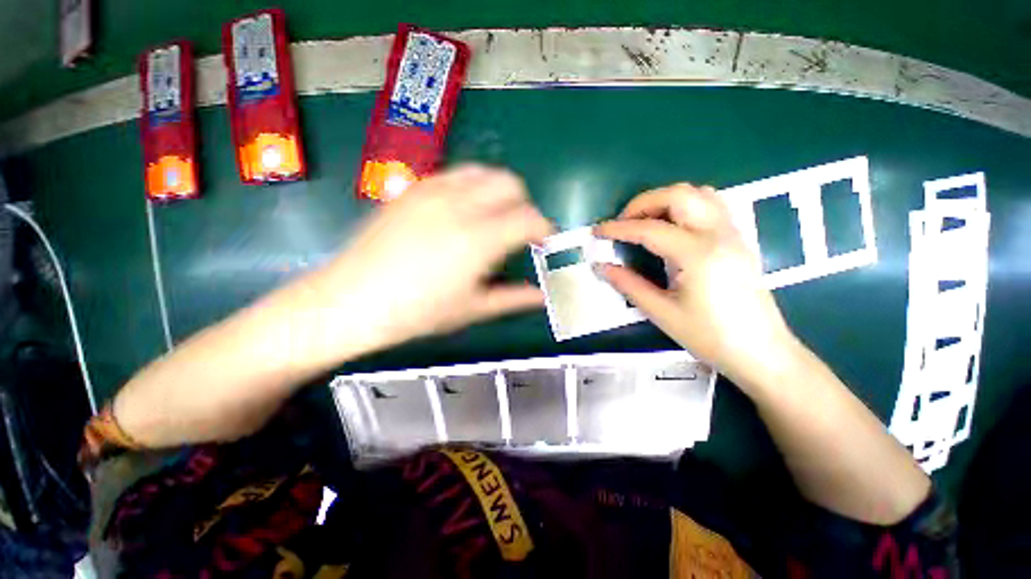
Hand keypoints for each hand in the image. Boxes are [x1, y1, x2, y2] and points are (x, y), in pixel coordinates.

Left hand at [312, 165, 553, 357]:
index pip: (530, 219)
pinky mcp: (413, 189)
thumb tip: (543, 296)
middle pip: (511, 184)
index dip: (545, 229)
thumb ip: (513, 298)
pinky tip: (463, 211)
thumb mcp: (472, 309)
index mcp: (479, 240)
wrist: (351, 300)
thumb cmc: (417, 313)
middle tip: (518, 231)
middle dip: (524, 205)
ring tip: (493, 217)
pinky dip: (471, 187)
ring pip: (484, 172)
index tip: (544, 242)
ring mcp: (433, 192)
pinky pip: (455, 174)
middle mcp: (460, 206)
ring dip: (499, 191)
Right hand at [595, 184, 796, 386]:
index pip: (649, 229)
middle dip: (643, 203)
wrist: (761, 352)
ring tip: (645, 222)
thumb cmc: (709, 336)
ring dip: (665, 200)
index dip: (618, 228)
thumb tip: (601, 267)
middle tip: (622, 223)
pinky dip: (685, 205)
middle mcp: (717, 234)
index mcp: (697, 254)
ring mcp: (732, 233)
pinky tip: (672, 226)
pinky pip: (711, 205)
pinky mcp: (738, 239)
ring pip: (698, 194)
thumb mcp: (661, 312)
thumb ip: (628, 284)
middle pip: (678, 194)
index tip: (597, 231)